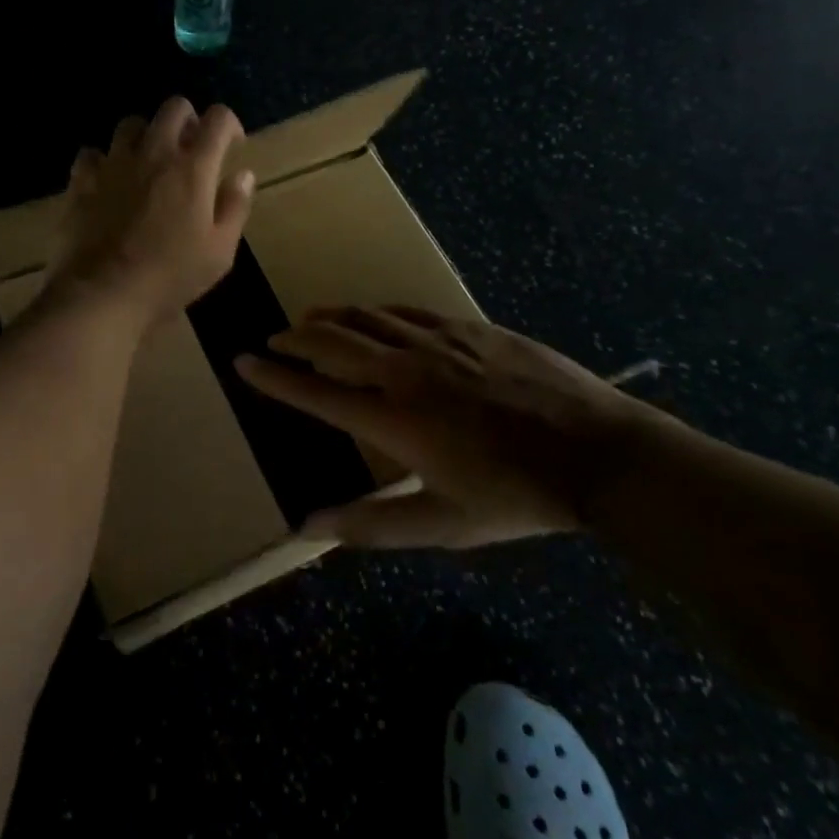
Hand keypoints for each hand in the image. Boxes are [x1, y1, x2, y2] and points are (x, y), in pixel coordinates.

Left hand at [41, 97, 255, 332]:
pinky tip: (109, 182)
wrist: (103, 294)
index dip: (229, 125)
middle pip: (174, 108)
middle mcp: (154, 153)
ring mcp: (114, 163)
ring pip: (131, 124)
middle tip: (191, 148)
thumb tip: (243, 174)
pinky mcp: (82, 181)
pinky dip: (104, 161)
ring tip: (149, 161)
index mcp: (193, 168)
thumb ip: (235, 207)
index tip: (232, 146)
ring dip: (146, 135)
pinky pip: (92, 154)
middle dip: (189, 120)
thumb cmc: (170, 276)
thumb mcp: (219, 251)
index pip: (218, 119)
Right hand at [236, 306, 665, 547]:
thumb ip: (370, 525)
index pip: (315, 392)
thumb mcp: (441, 525)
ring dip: (331, 319)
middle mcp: (405, 371)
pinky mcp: (468, 328)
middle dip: (296, 340)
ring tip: (310, 321)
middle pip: (334, 343)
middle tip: (274, 340)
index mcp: (394, 419)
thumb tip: (306, 527)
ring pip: (367, 319)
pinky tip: (372, 315)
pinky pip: (407, 311)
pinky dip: (377, 312)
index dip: (274, 377)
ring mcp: (438, 342)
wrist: (594, 452)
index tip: (243, 362)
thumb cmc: (515, 497)